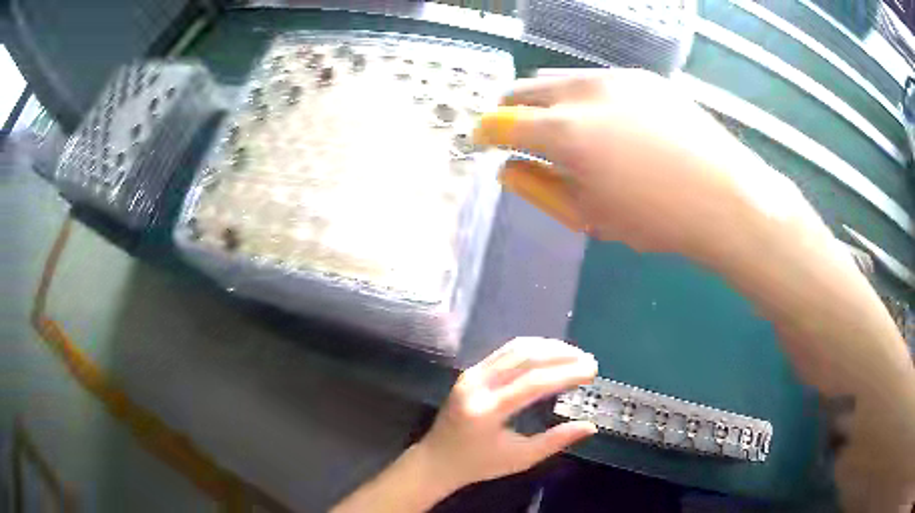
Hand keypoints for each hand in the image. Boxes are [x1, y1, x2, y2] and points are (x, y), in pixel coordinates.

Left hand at [416, 337, 597, 489]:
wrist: (436, 459)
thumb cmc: (479, 465)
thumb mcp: (520, 459)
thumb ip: (555, 441)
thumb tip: (590, 426)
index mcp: (488, 410)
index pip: (534, 383)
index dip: (566, 373)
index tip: (592, 371)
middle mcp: (477, 385)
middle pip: (525, 358)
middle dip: (561, 355)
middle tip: (588, 361)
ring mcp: (471, 374)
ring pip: (515, 349)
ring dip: (548, 347)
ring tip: (574, 354)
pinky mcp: (470, 371)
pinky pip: (504, 352)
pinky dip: (531, 349)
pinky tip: (549, 354)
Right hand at [474, 70, 818, 265]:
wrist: (725, 198)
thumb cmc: (655, 219)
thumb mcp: (588, 216)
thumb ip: (539, 188)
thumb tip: (507, 168)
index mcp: (564, 132)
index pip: (502, 122)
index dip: (484, 133)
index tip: (481, 141)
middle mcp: (583, 91)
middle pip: (524, 88)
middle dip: (509, 110)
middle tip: (516, 133)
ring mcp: (616, 78)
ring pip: (560, 80)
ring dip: (546, 101)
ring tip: (563, 128)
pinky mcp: (643, 77)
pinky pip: (596, 81)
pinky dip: (583, 98)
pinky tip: (607, 123)